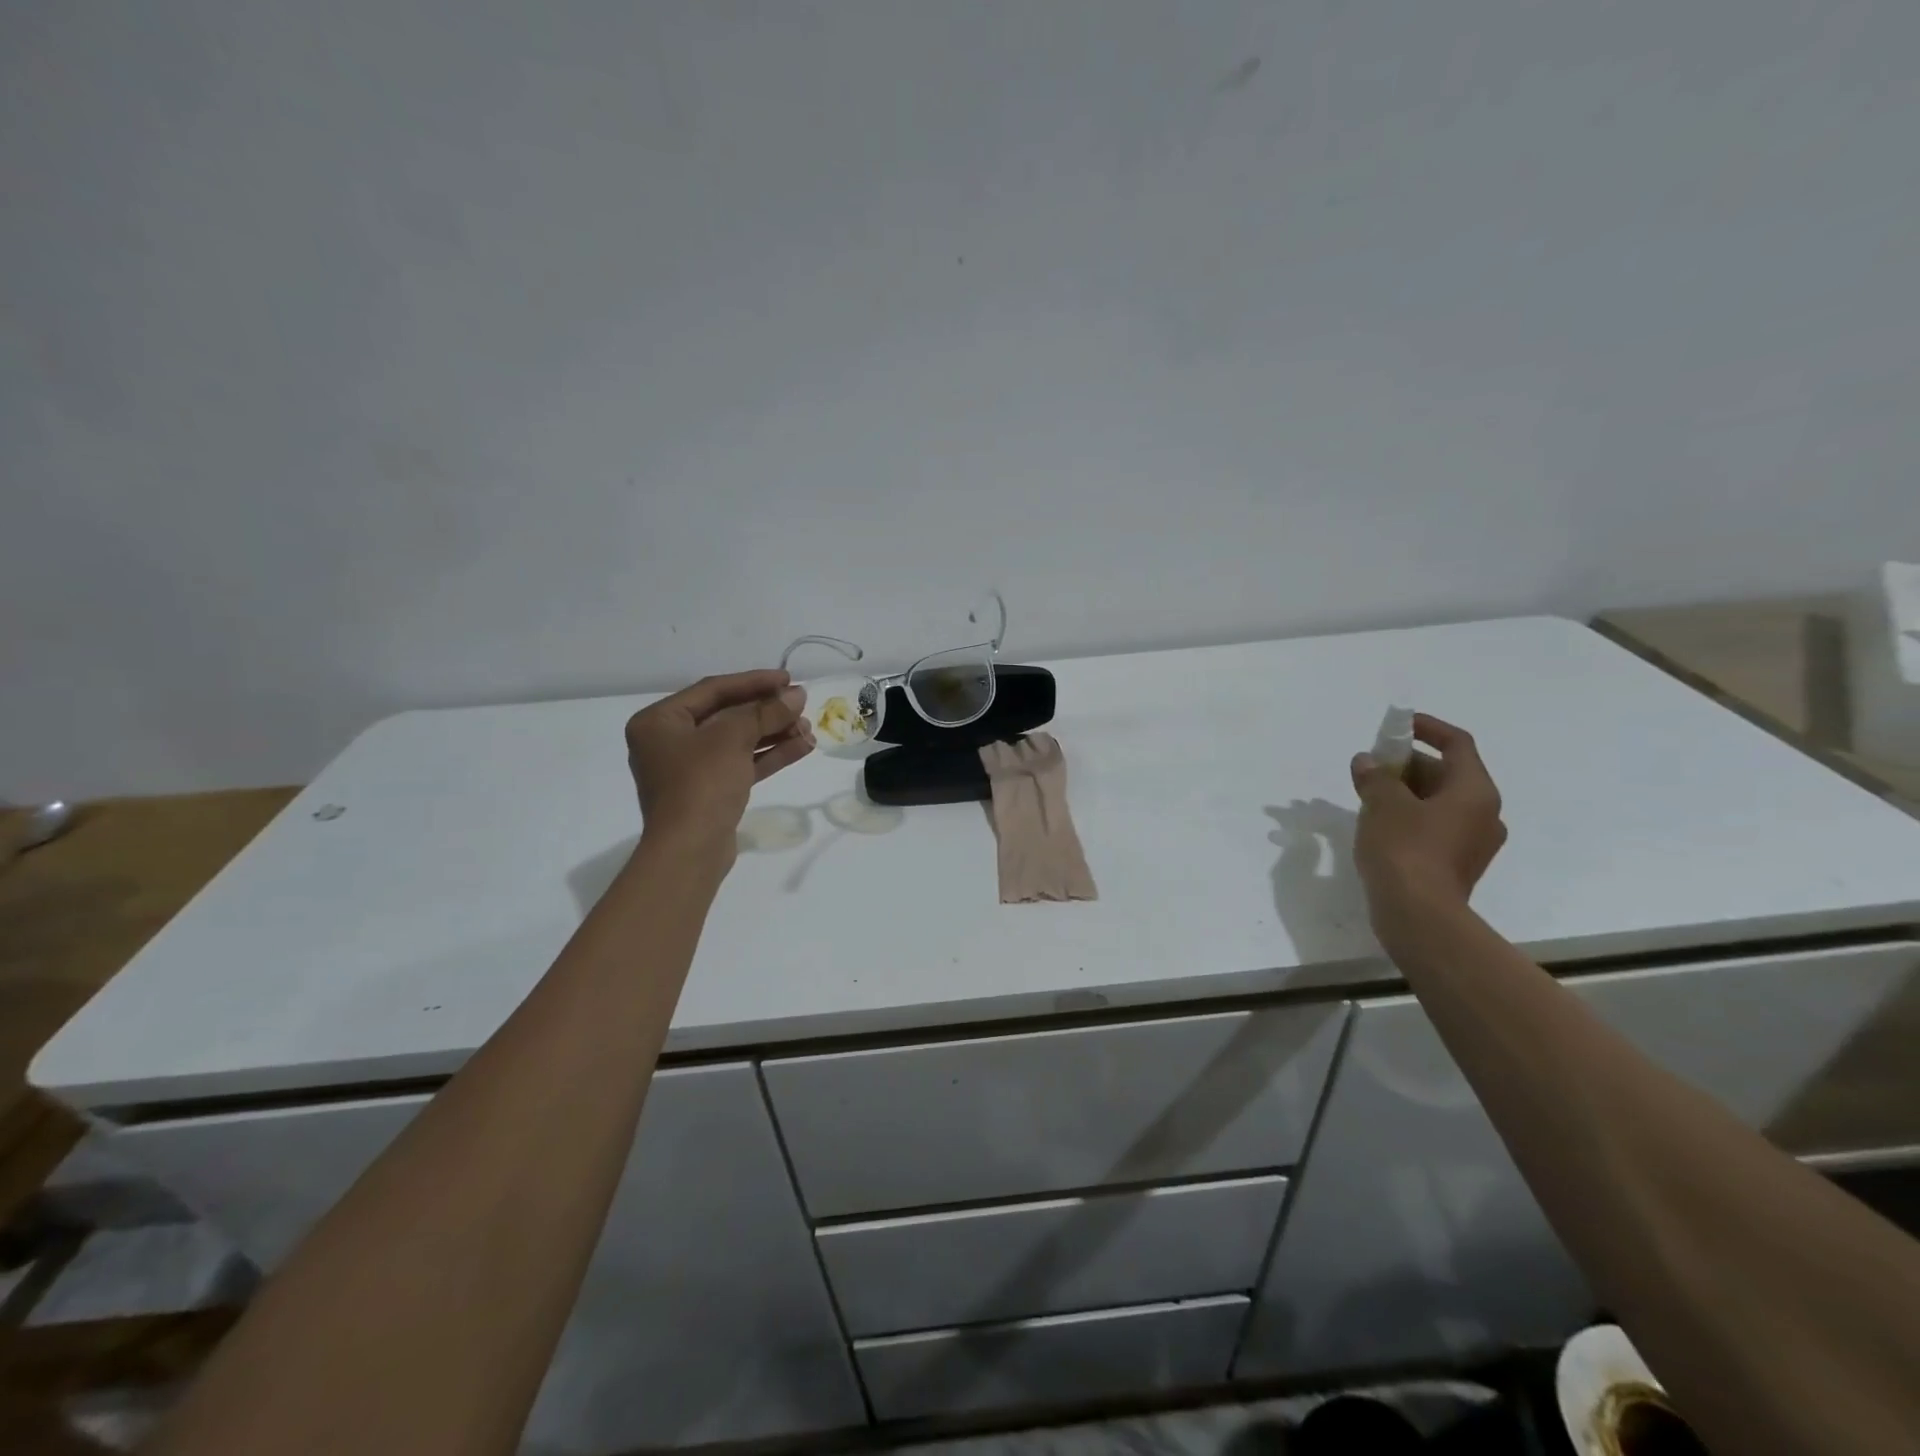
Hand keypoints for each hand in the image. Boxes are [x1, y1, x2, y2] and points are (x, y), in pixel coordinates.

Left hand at [625, 670, 812, 863]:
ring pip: (737, 742)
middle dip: (767, 711)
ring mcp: (689, 770)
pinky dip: (769, 756)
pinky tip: (802, 747)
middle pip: (726, 715)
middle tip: (802, 704)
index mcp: (659, 721)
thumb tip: (797, 695)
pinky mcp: (710, 793)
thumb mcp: (732, 738)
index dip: (753, 682)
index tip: (788, 679)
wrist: (689, 851)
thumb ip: (765, 712)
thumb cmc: (701, 784)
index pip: (712, 690)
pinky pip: (741, 764)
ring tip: (808, 728)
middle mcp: (669, 742)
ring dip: (773, 733)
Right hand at [1350, 714, 1506, 938]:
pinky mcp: (1456, 865)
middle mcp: (1484, 813)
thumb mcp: (1383, 804)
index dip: (1428, 728)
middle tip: (1371, 764)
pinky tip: (1380, 823)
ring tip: (1368, 793)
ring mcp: (1473, 842)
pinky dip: (1410, 816)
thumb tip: (1367, 762)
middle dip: (1408, 764)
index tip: (1398, 725)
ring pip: (1439, 802)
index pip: (1457, 744)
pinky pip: (1435, 827)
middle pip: (1447, 774)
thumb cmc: (1406, 849)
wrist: (1419, 915)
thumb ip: (1375, 777)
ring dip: (1406, 791)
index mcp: (1475, 791)